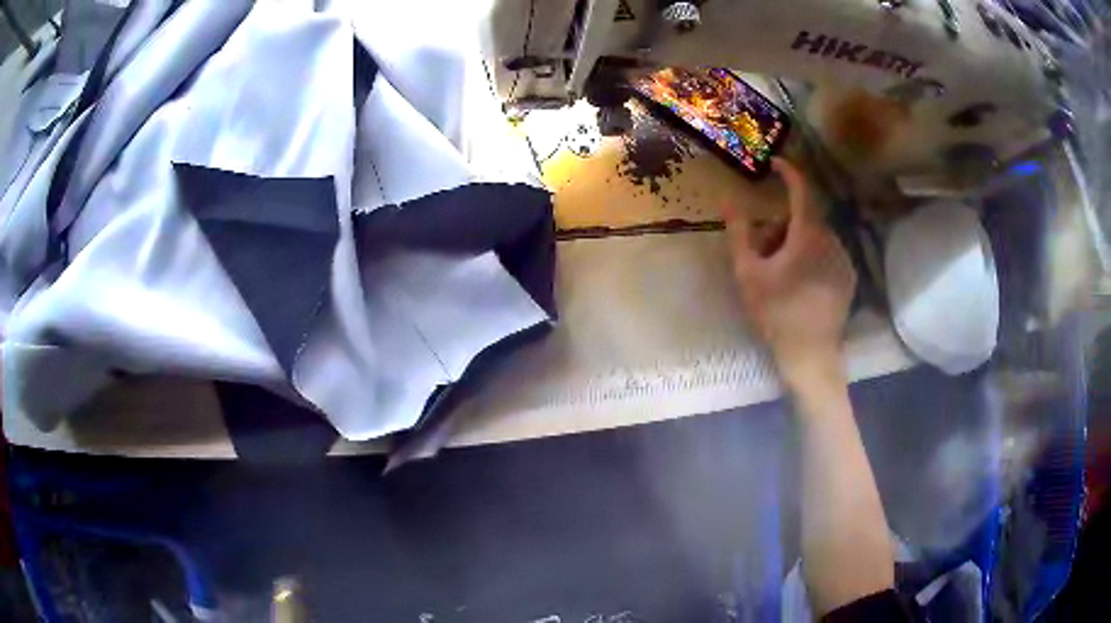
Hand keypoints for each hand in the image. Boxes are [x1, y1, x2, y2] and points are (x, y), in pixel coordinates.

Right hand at [719, 158, 856, 387]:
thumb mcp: (748, 272)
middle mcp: (832, 240)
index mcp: (808, 235)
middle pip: (805, 217)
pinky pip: (828, 253)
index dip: (789, 172)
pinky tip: (799, 283)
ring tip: (780, 272)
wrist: (810, 354)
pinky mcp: (848, 277)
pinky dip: (812, 256)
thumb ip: (739, 232)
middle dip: (783, 224)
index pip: (801, 190)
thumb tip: (727, 200)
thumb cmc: (776, 312)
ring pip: (817, 236)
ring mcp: (843, 260)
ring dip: (797, 241)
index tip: (775, 163)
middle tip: (763, 249)